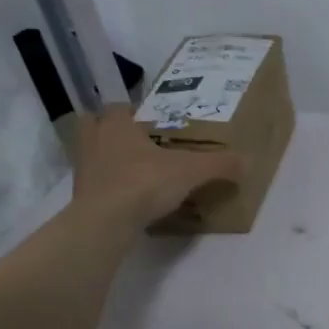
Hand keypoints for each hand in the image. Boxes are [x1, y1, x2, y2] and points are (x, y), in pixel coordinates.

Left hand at [69, 105, 243, 227]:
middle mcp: (94, 141)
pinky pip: (96, 185)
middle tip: (135, 142)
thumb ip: (218, 165)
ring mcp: (83, 170)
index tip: (150, 121)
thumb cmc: (144, 182)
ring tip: (133, 171)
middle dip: (109, 131)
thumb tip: (248, 161)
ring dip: (108, 160)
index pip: (119, 108)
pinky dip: (109, 188)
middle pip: (93, 126)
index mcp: (116, 124)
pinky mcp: (81, 197)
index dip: (133, 112)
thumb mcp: (190, 171)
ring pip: (92, 155)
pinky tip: (129, 198)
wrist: (106, 221)